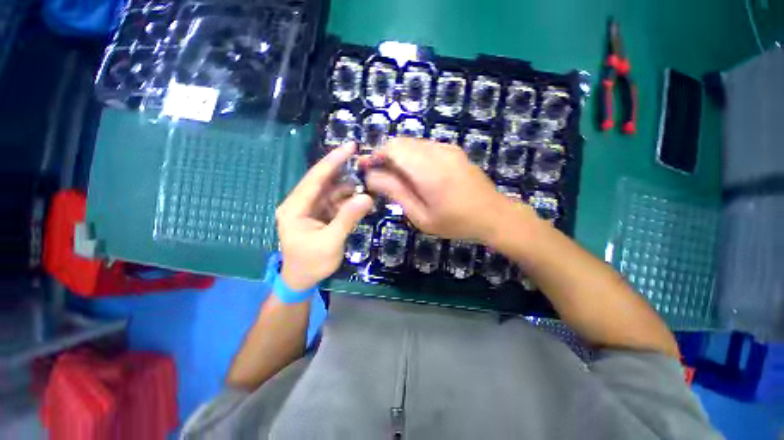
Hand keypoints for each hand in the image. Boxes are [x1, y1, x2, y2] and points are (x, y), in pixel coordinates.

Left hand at [276, 144, 372, 290]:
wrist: (302, 281)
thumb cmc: (311, 263)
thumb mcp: (331, 241)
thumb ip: (348, 218)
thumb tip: (367, 197)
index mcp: (295, 207)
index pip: (315, 178)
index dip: (333, 161)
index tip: (350, 146)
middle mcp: (300, 203)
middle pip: (323, 181)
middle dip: (342, 171)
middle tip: (363, 161)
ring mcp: (310, 209)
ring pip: (331, 191)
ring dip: (349, 188)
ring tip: (367, 184)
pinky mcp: (318, 215)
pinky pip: (335, 202)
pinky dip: (348, 200)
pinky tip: (361, 199)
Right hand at [365, 138, 533, 242]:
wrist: (494, 215)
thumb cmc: (455, 222)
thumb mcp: (421, 216)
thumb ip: (396, 193)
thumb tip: (372, 176)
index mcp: (429, 170)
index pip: (393, 148)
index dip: (375, 155)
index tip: (366, 169)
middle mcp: (438, 152)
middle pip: (400, 142)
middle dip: (385, 156)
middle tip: (380, 177)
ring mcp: (448, 148)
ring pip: (412, 143)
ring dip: (398, 156)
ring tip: (397, 178)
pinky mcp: (453, 150)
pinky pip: (424, 146)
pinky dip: (412, 156)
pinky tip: (416, 175)